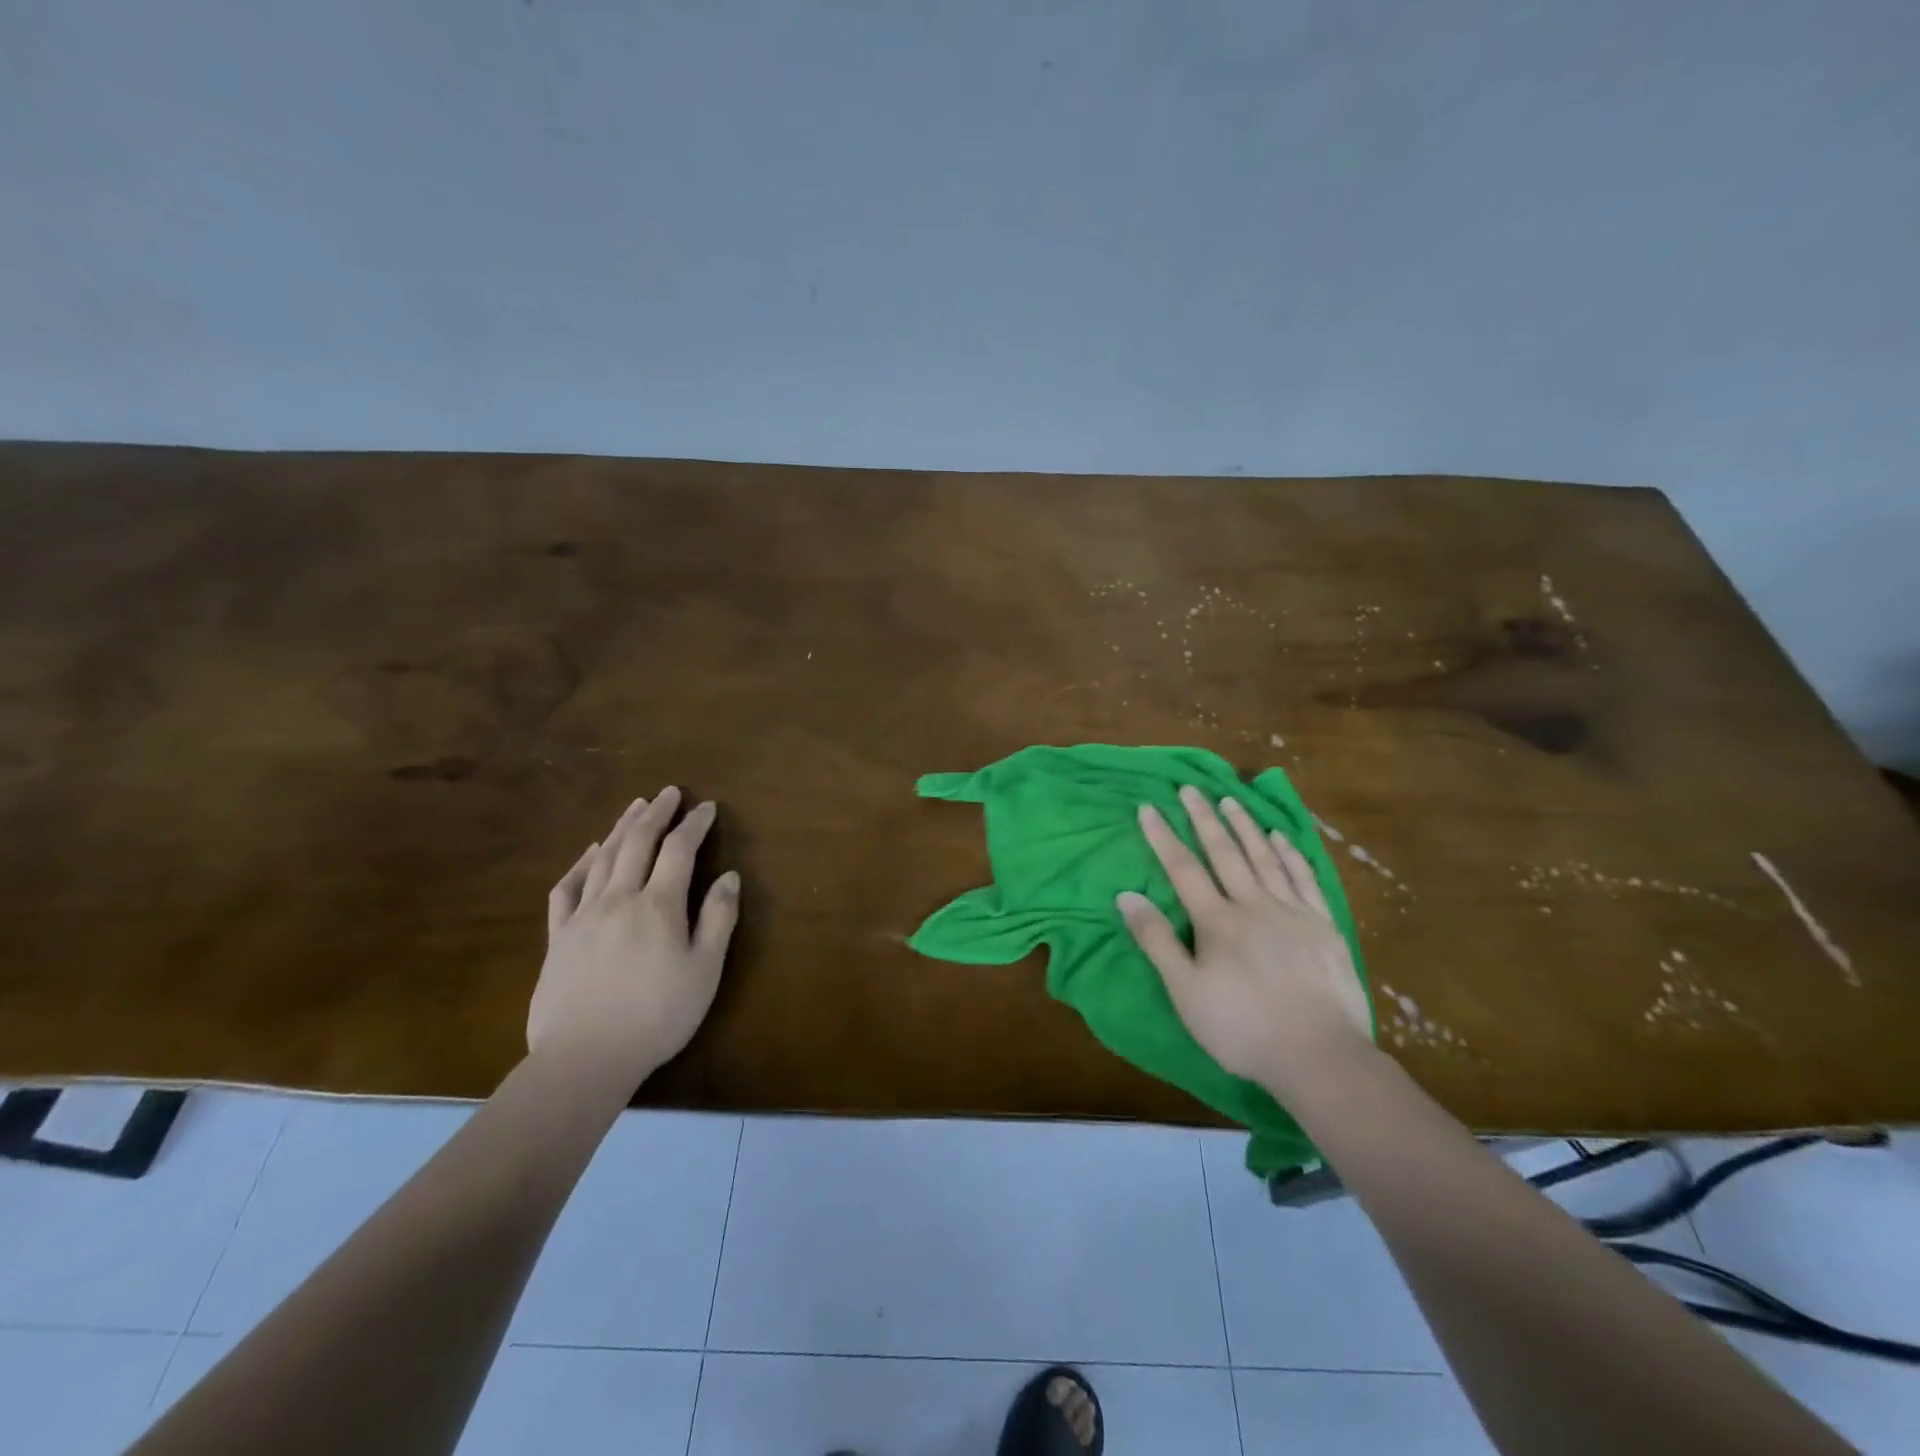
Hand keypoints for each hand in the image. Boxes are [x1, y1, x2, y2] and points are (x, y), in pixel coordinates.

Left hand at [529, 787, 740, 1084]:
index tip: (707, 807)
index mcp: (658, 906)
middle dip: (656, 813)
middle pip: (637, 842)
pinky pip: (567, 889)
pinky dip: (580, 864)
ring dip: (621, 827)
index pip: (679, 850)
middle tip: (669, 792)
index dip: (694, 824)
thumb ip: (718, 919)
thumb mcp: (704, 971)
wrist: (584, 1059)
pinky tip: (589, 853)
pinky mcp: (558, 938)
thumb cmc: (657, 1016)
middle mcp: (619, 899)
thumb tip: (729, 876)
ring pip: (603, 858)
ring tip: (635, 807)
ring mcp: (583, 916)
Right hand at [1118, 786, 1372, 1088]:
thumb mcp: (1185, 992)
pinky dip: (1289, 854)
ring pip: (1265, 858)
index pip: (1183, 869)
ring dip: (1245, 826)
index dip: (1163, 837)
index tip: (1148, 807)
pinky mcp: (1323, 926)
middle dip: (1204, 818)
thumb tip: (1126, 895)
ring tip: (1231, 800)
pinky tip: (1280, 838)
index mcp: (1218, 921)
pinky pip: (1304, 878)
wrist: (1320, 1056)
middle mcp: (1254, 905)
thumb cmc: (1243, 1028)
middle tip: (1190, 788)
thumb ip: (1156, 941)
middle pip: (1225, 853)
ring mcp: (1293, 912)